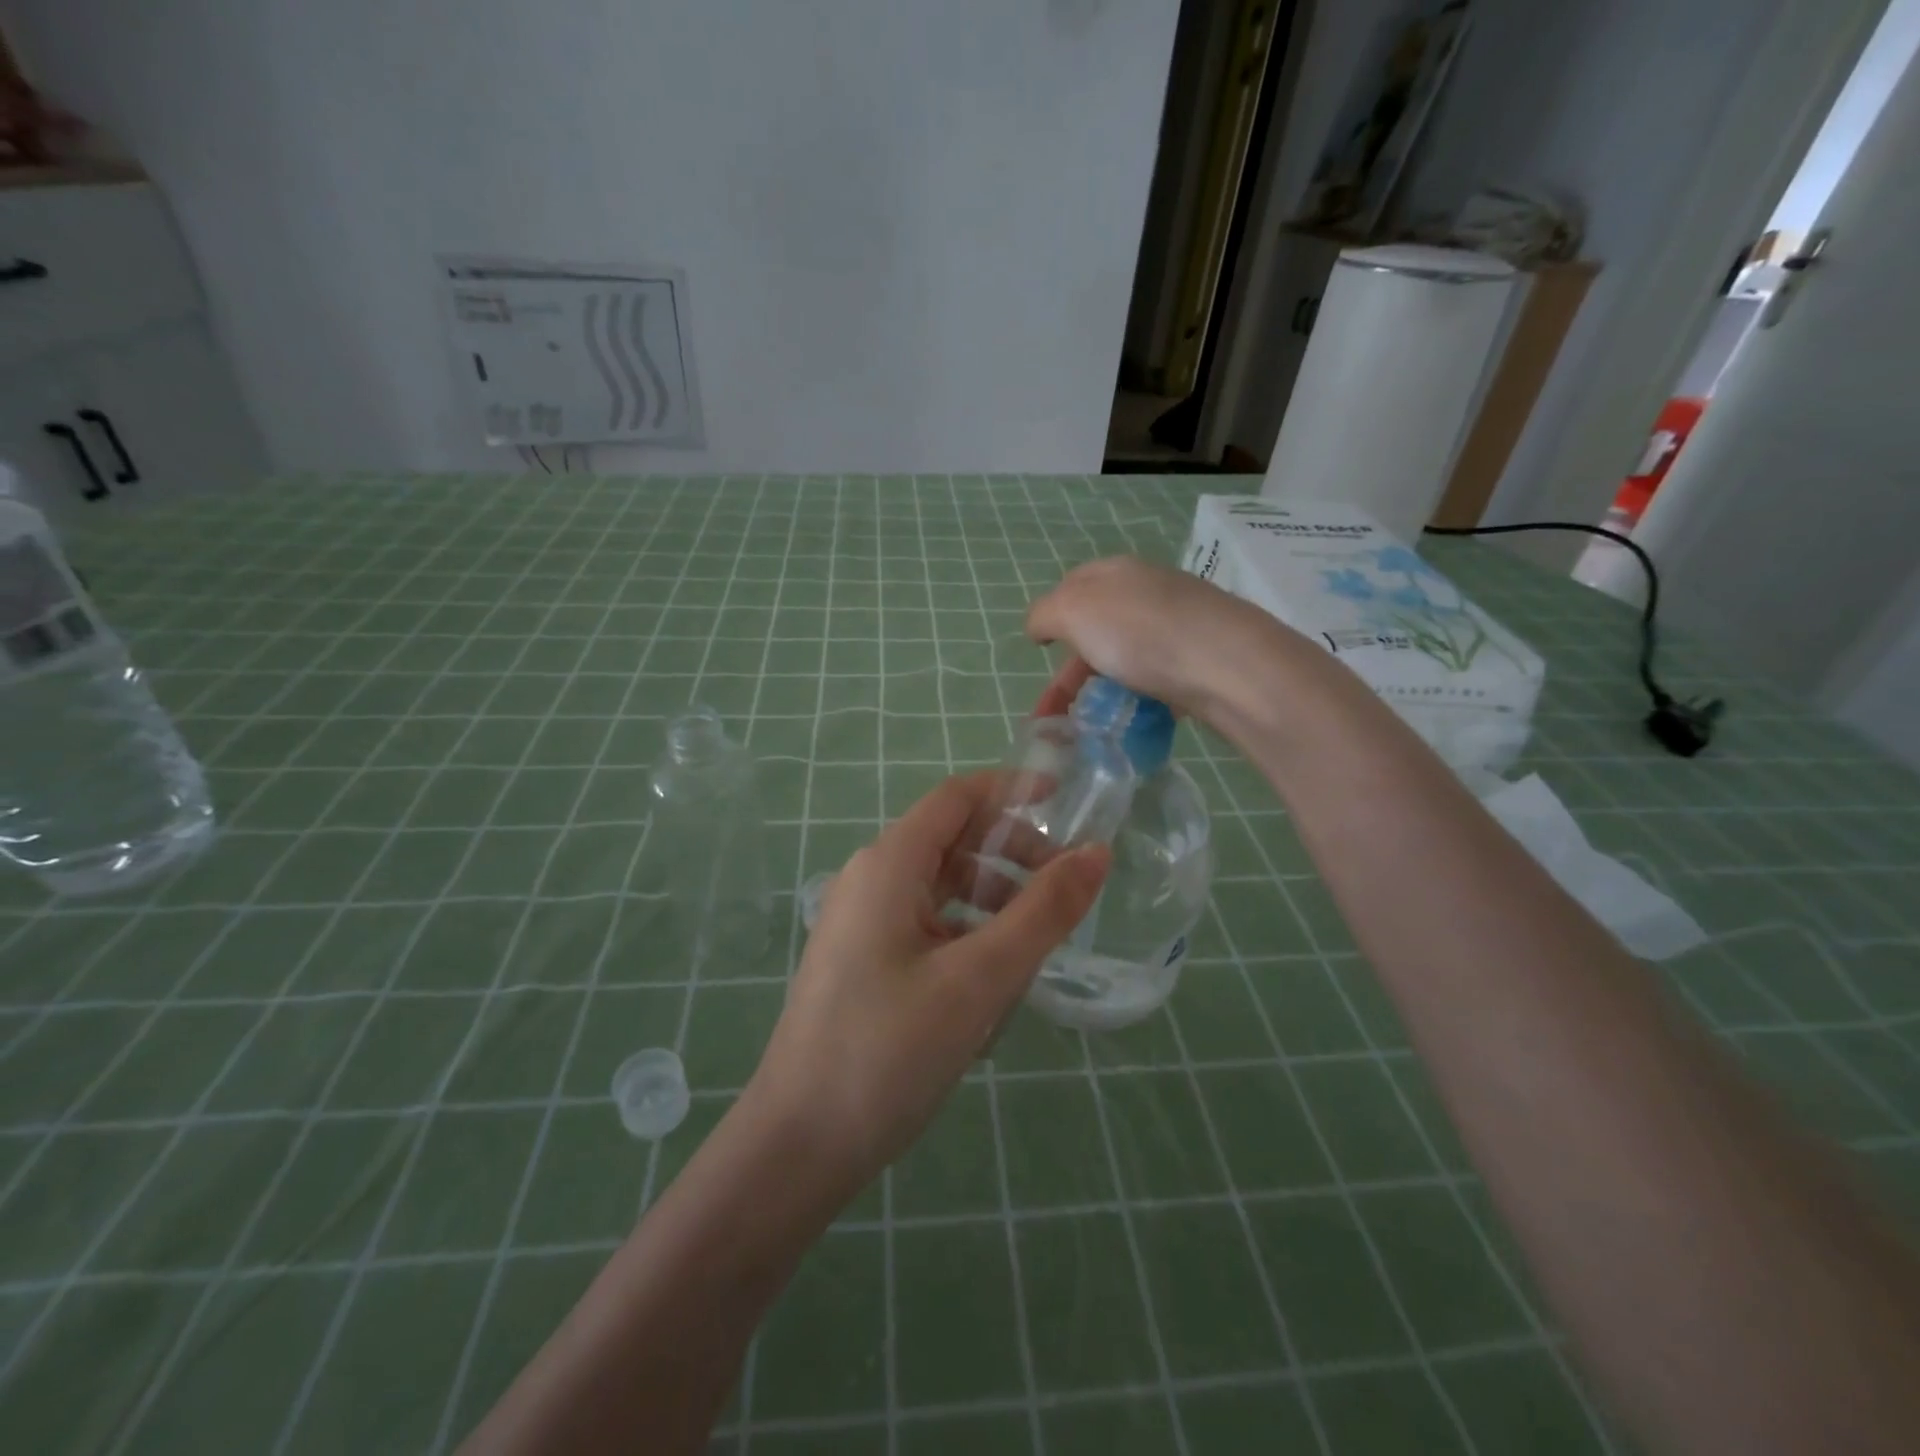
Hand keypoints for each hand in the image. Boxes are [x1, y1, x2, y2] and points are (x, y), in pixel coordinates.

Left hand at [746, 773, 1108, 1197]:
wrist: (798, 1145)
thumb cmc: (888, 1050)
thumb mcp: (980, 979)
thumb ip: (1043, 912)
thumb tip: (1097, 853)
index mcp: (889, 864)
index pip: (957, 797)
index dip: (1012, 792)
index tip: (1067, 804)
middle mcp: (870, 879)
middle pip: (952, 840)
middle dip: (1011, 853)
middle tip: (1065, 891)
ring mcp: (861, 922)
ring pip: (941, 887)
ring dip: (992, 899)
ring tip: (1037, 941)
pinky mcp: (862, 960)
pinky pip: (926, 925)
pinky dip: (966, 933)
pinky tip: (993, 980)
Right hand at [1027, 557, 1290, 722]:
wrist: (1228, 664)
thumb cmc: (1140, 633)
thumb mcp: (1073, 611)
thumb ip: (1045, 614)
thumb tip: (1039, 626)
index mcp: (1116, 572)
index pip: (1073, 585)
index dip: (1052, 618)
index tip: (1041, 653)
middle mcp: (1149, 592)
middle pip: (1098, 628)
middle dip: (1071, 672)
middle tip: (1055, 712)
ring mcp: (1180, 625)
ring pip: (1127, 658)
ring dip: (1102, 691)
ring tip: (1090, 727)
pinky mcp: (1203, 660)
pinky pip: (1159, 680)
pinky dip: (1139, 701)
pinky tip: (1135, 722)